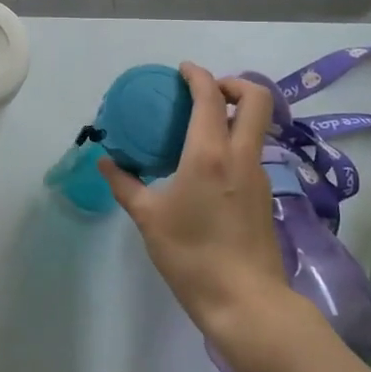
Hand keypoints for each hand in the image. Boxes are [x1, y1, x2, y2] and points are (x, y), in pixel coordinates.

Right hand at [100, 63, 292, 361]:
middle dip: (232, 84)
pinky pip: (251, 151)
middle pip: (256, 99)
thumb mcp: (149, 218)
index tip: (182, 70)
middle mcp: (241, 156)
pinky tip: (208, 166)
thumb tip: (105, 162)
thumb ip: (125, 184)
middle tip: (204, 92)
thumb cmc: (191, 255)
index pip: (210, 97)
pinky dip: (234, 141)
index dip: (197, 75)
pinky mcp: (265, 195)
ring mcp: (259, 175)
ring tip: (200, 128)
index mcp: (210, 154)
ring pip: (257, 126)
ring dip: (234, 114)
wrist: (245, 301)